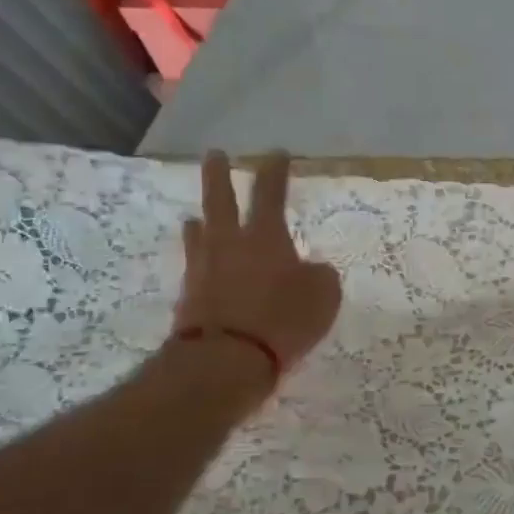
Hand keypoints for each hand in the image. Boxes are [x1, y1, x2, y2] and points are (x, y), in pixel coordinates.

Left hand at [173, 151, 341, 387]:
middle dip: (219, 175)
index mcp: (265, 236)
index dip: (275, 172)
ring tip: (198, 217)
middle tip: (215, 155)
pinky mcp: (190, 296)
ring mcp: (204, 269)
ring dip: (202, 221)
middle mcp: (229, 243)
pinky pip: (197, 267)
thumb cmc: (282, 320)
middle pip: (220, 200)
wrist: (225, 359)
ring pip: (200, 234)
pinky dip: (202, 259)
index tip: (277, 154)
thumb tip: (312, 269)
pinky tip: (204, 264)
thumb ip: (320, 276)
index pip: (270, 193)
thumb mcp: (323, 296)